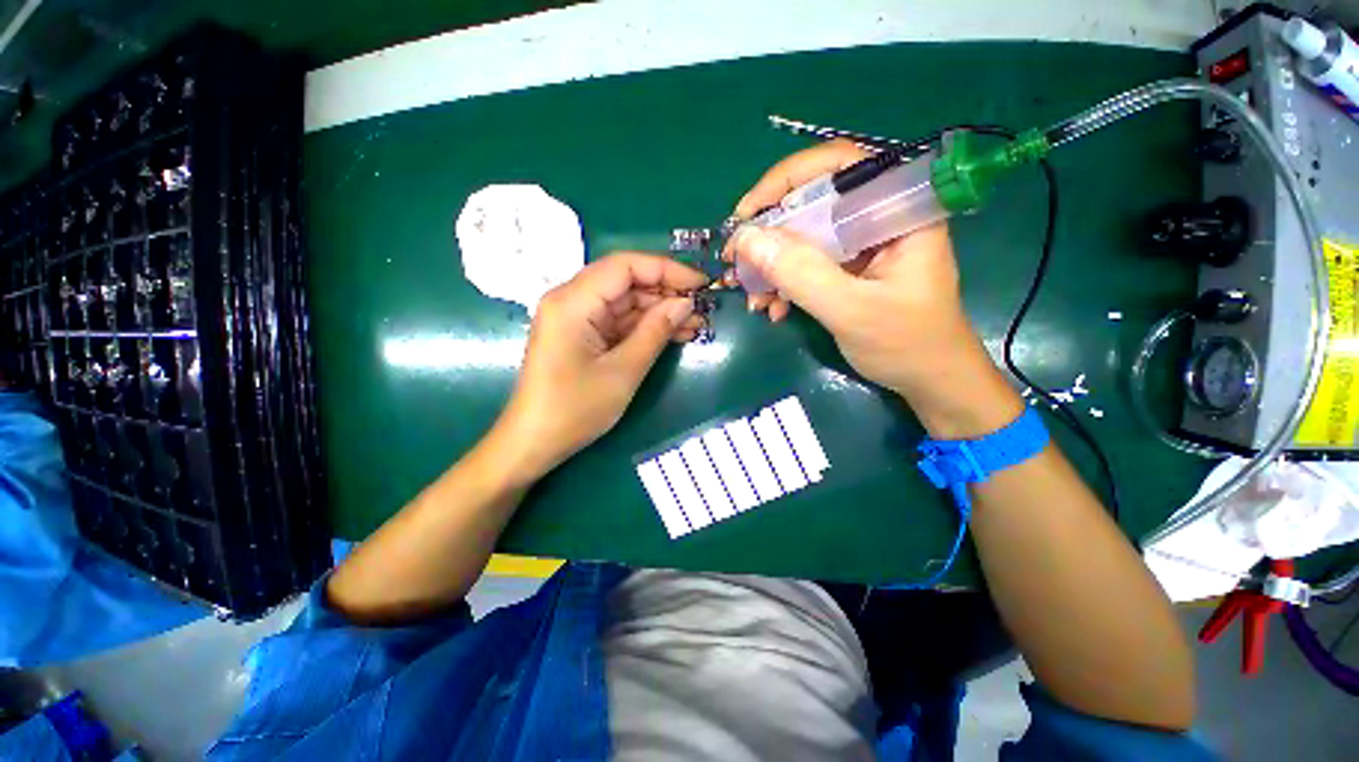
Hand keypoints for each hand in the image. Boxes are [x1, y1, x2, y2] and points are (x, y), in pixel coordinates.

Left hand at [495, 253, 707, 477]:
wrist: (534, 443)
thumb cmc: (574, 410)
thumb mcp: (623, 371)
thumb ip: (655, 331)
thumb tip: (685, 304)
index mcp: (573, 301)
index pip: (625, 265)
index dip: (667, 270)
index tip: (700, 284)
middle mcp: (571, 300)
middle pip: (626, 281)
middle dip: (666, 293)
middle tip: (702, 309)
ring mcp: (576, 318)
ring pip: (626, 302)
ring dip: (660, 312)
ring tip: (696, 325)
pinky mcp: (582, 335)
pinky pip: (618, 321)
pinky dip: (645, 327)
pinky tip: (674, 334)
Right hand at [725, 139, 980, 396]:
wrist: (929, 380)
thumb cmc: (907, 345)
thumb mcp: (851, 310)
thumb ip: (801, 274)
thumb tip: (746, 240)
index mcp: (897, 210)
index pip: (839, 166)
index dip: (786, 181)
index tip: (746, 214)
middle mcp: (878, 217)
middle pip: (812, 203)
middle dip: (769, 235)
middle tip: (737, 263)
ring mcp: (862, 245)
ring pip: (804, 237)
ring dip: (772, 266)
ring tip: (753, 298)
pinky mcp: (849, 269)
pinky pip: (807, 264)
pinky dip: (784, 284)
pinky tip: (773, 308)